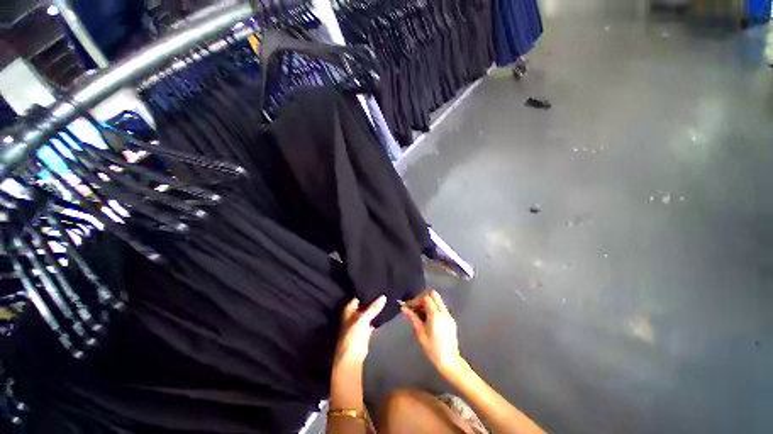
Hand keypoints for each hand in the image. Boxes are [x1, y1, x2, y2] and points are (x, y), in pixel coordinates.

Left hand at [333, 295, 386, 367]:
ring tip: (387, 297)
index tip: (378, 285)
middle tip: (385, 290)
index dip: (367, 291)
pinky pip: (373, 318)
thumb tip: (384, 296)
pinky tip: (386, 309)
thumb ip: (373, 308)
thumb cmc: (353, 335)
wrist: (352, 356)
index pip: (359, 296)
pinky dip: (378, 316)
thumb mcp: (363, 318)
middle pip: (365, 303)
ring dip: (376, 307)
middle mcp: (354, 313)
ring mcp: (360, 321)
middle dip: (373, 299)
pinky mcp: (366, 328)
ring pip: (370, 311)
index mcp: (349, 309)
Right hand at [401, 290, 464, 375]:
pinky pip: (441, 308)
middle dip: (423, 298)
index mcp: (436, 315)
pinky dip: (433, 308)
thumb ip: (413, 318)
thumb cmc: (432, 349)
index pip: (426, 298)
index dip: (417, 300)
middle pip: (433, 295)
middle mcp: (444, 312)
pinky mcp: (451, 320)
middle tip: (415, 307)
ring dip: (428, 303)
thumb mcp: (420, 333)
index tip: (410, 307)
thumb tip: (404, 308)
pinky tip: (427, 319)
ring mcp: (448, 315)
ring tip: (420, 314)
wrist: (450, 361)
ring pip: (438, 301)